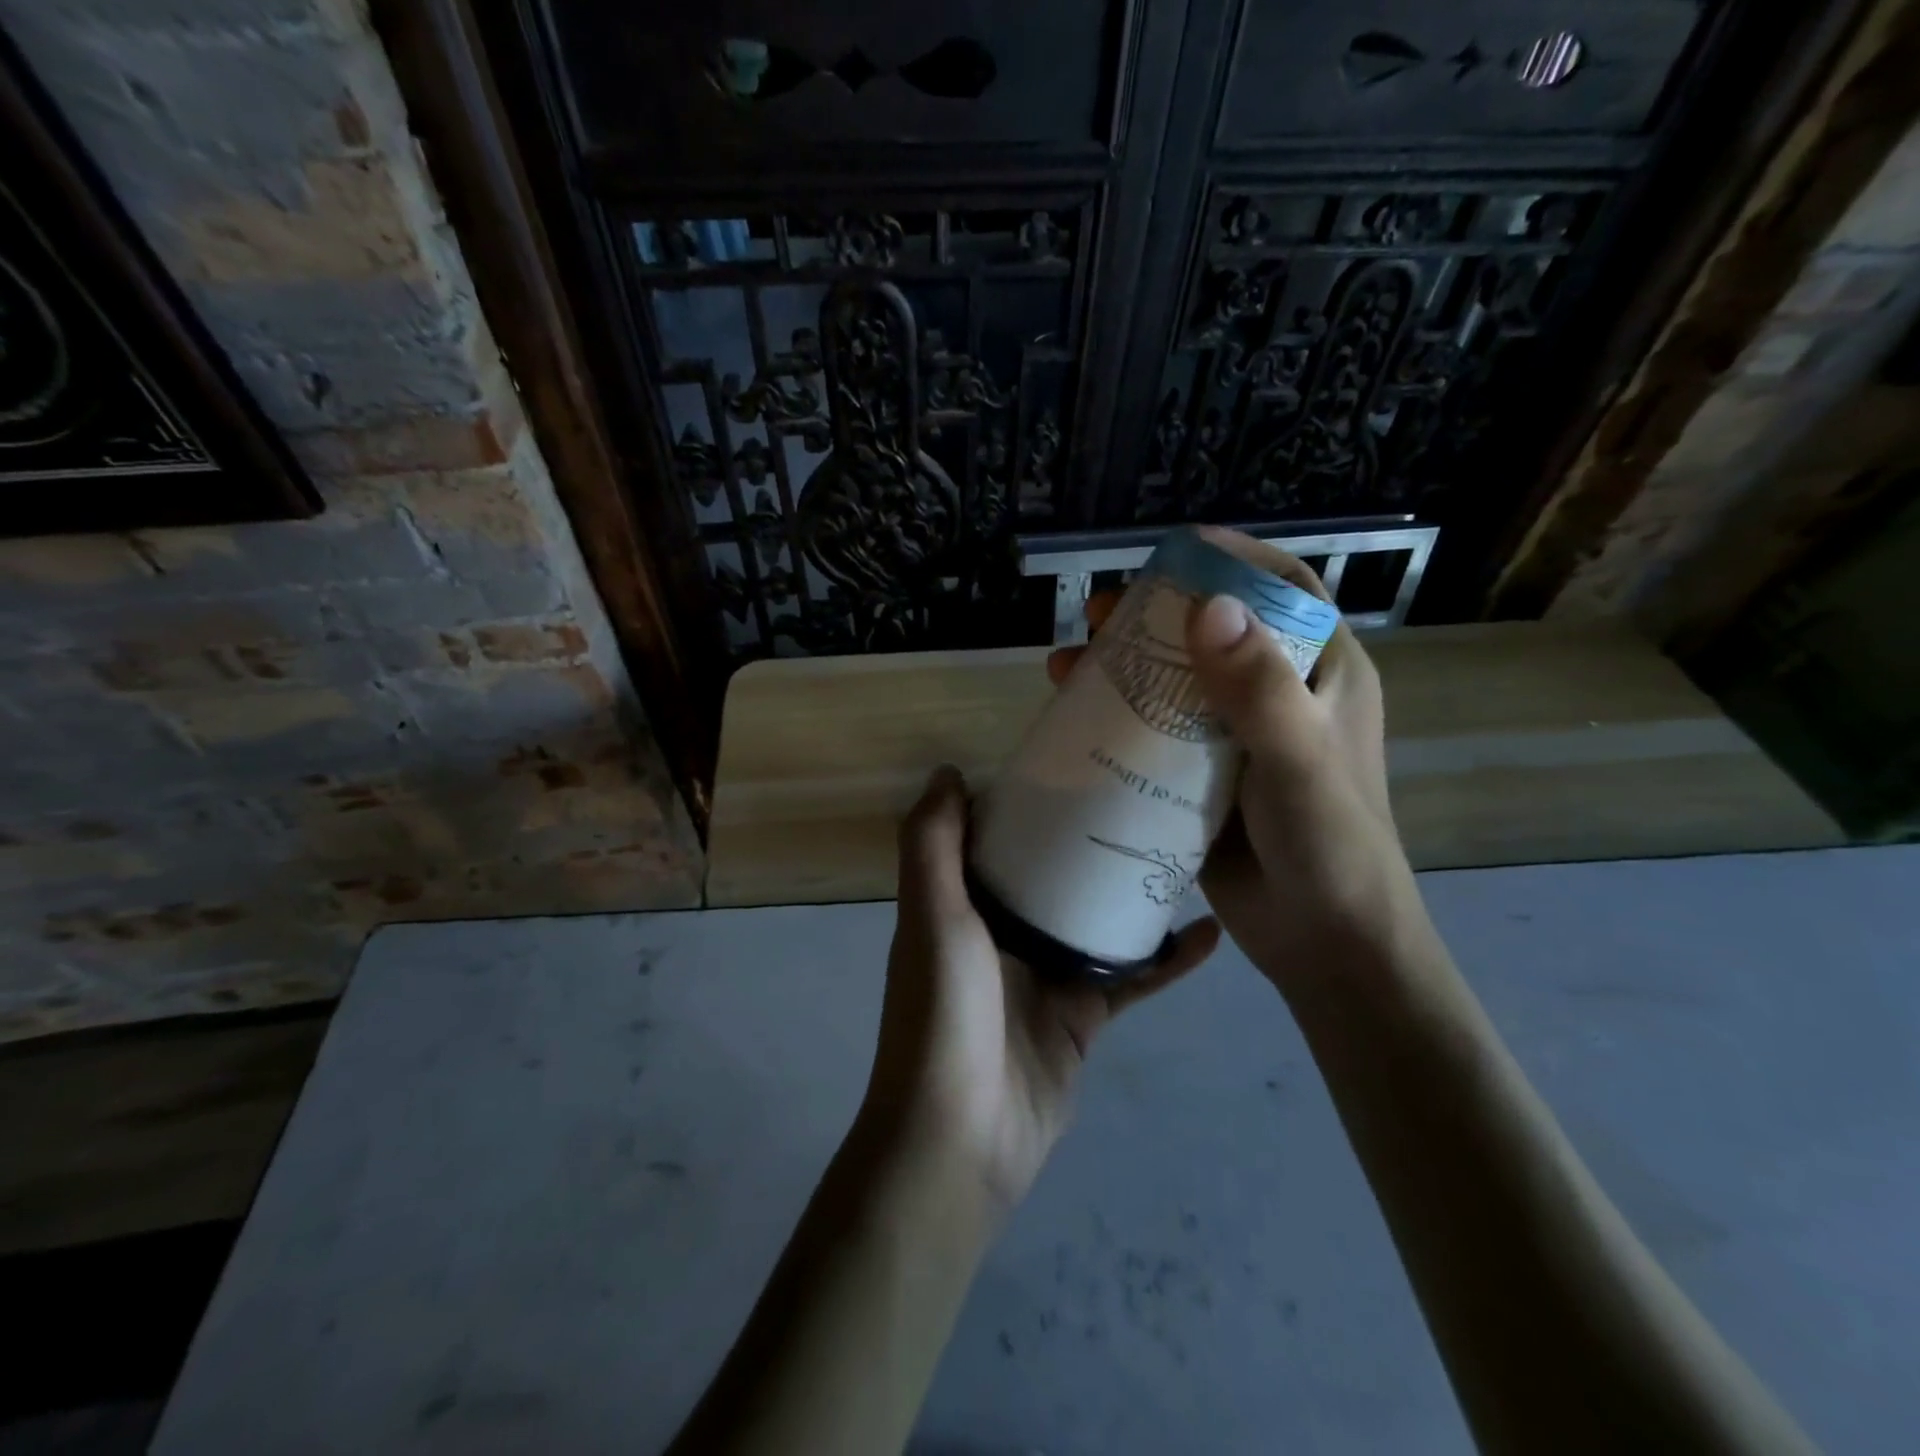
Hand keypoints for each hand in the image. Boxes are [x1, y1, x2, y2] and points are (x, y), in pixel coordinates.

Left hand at [864, 767, 1218, 1213]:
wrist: (963, 1136)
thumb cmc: (944, 1011)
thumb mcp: (932, 915)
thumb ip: (932, 844)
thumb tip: (948, 771)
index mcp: (962, 904)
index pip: (994, 838)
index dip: (1025, 801)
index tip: (1071, 762)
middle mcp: (1001, 933)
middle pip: (1052, 873)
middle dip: (1090, 839)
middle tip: (1143, 795)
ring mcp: (1045, 975)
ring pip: (1097, 920)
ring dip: (1133, 891)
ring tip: (1184, 848)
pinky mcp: (1082, 1017)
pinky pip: (1131, 979)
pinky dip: (1167, 960)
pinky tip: (1210, 933)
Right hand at [1047, 530, 1418, 998]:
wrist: (1325, 944)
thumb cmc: (1330, 847)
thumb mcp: (1299, 762)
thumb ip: (1259, 690)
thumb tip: (1208, 606)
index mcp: (1323, 676)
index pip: (1284, 591)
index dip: (1233, 560)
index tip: (1173, 550)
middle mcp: (1280, 699)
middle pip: (1215, 633)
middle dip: (1156, 614)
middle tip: (1100, 612)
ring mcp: (1239, 741)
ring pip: (1177, 683)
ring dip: (1125, 667)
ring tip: (1069, 662)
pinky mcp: (1205, 780)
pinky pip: (1159, 734)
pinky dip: (1120, 719)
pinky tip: (1077, 718)